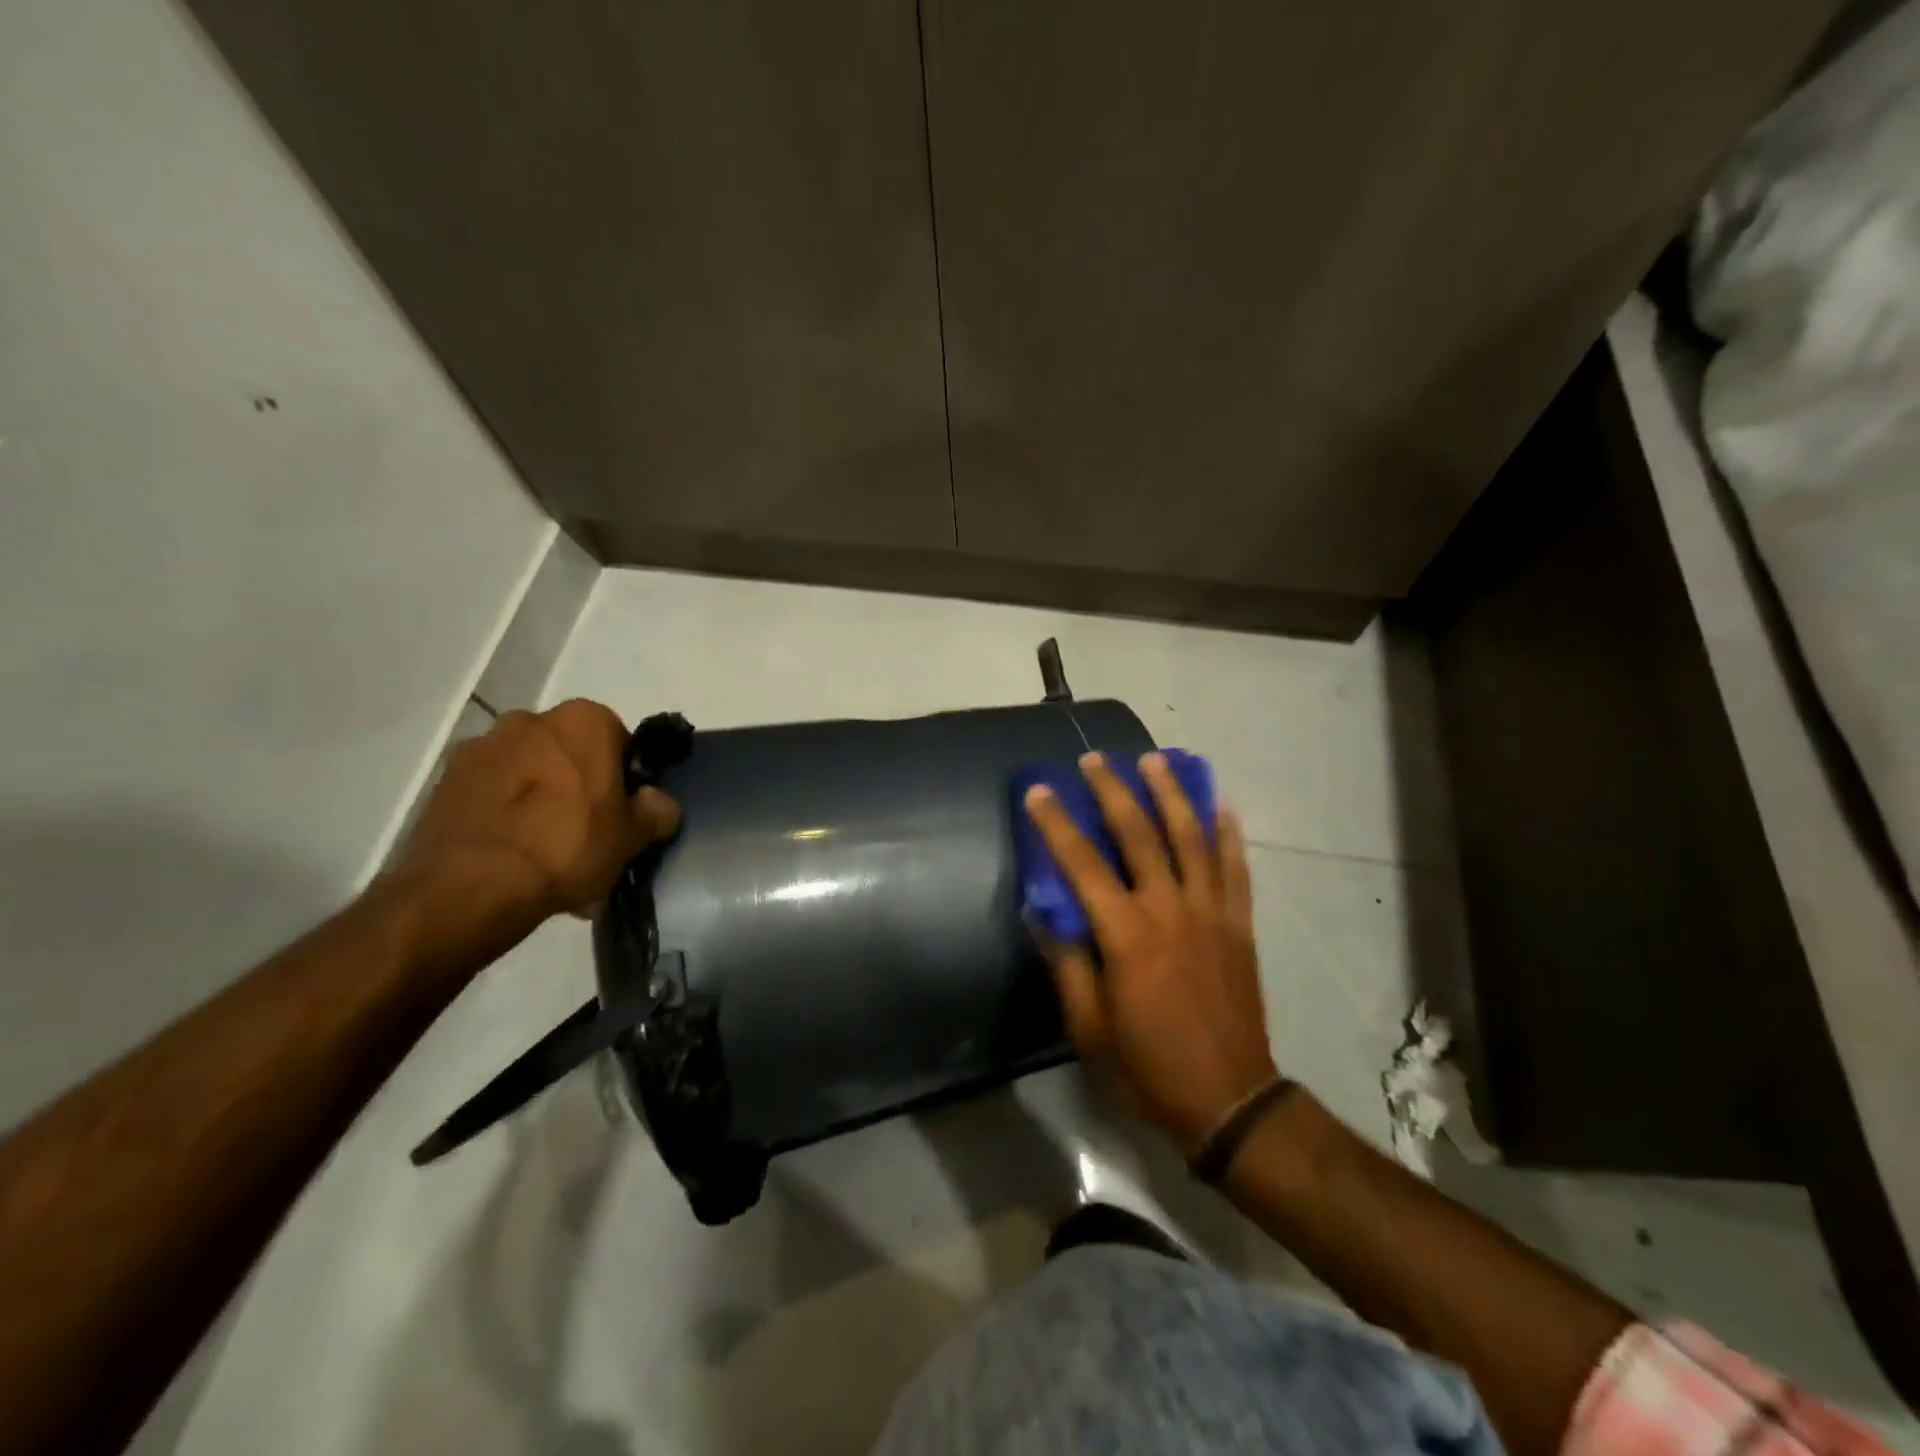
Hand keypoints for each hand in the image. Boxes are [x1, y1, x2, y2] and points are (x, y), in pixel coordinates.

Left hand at [396, 699, 680, 923]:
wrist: (470, 888)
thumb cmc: (567, 847)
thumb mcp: (632, 837)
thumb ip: (655, 812)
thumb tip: (658, 802)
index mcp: (584, 721)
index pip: (618, 740)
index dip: (624, 777)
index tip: (623, 811)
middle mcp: (530, 720)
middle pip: (568, 755)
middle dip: (578, 788)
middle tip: (587, 836)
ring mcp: (481, 749)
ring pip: (529, 775)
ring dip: (540, 804)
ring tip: (547, 858)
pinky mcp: (444, 783)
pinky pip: (492, 796)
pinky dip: (505, 819)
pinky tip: (514, 860)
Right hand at [1024, 752, 1277, 1153]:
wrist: (1230, 1100)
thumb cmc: (1148, 1067)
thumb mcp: (1089, 1028)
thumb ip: (1068, 965)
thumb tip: (1041, 914)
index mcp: (1127, 935)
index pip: (1083, 864)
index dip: (1057, 824)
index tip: (1039, 792)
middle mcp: (1169, 910)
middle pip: (1140, 834)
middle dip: (1115, 791)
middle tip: (1096, 759)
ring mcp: (1210, 913)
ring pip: (1192, 838)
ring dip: (1172, 794)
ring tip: (1156, 760)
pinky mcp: (1239, 925)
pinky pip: (1235, 868)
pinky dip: (1228, 834)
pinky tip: (1219, 805)